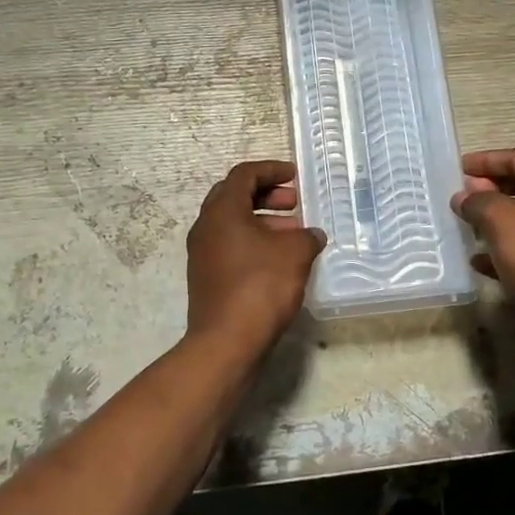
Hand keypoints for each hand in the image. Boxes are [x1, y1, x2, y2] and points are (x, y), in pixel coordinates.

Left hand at [185, 160, 325, 362]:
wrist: (226, 343)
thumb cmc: (260, 286)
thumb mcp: (294, 253)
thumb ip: (306, 236)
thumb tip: (311, 235)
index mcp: (222, 210)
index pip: (244, 175)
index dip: (271, 170)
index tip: (295, 176)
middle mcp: (206, 226)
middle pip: (235, 196)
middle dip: (267, 195)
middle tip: (294, 203)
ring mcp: (203, 254)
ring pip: (234, 224)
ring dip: (264, 221)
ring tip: (295, 234)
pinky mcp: (207, 277)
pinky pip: (232, 246)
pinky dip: (255, 243)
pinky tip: (281, 260)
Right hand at [453, 148, 514, 351]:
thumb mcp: (498, 217)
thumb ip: (476, 200)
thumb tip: (463, 196)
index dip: (486, 160)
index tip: (459, 168)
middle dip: (490, 189)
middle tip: (462, 194)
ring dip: (494, 219)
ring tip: (466, 223)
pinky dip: (503, 248)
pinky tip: (477, 259)